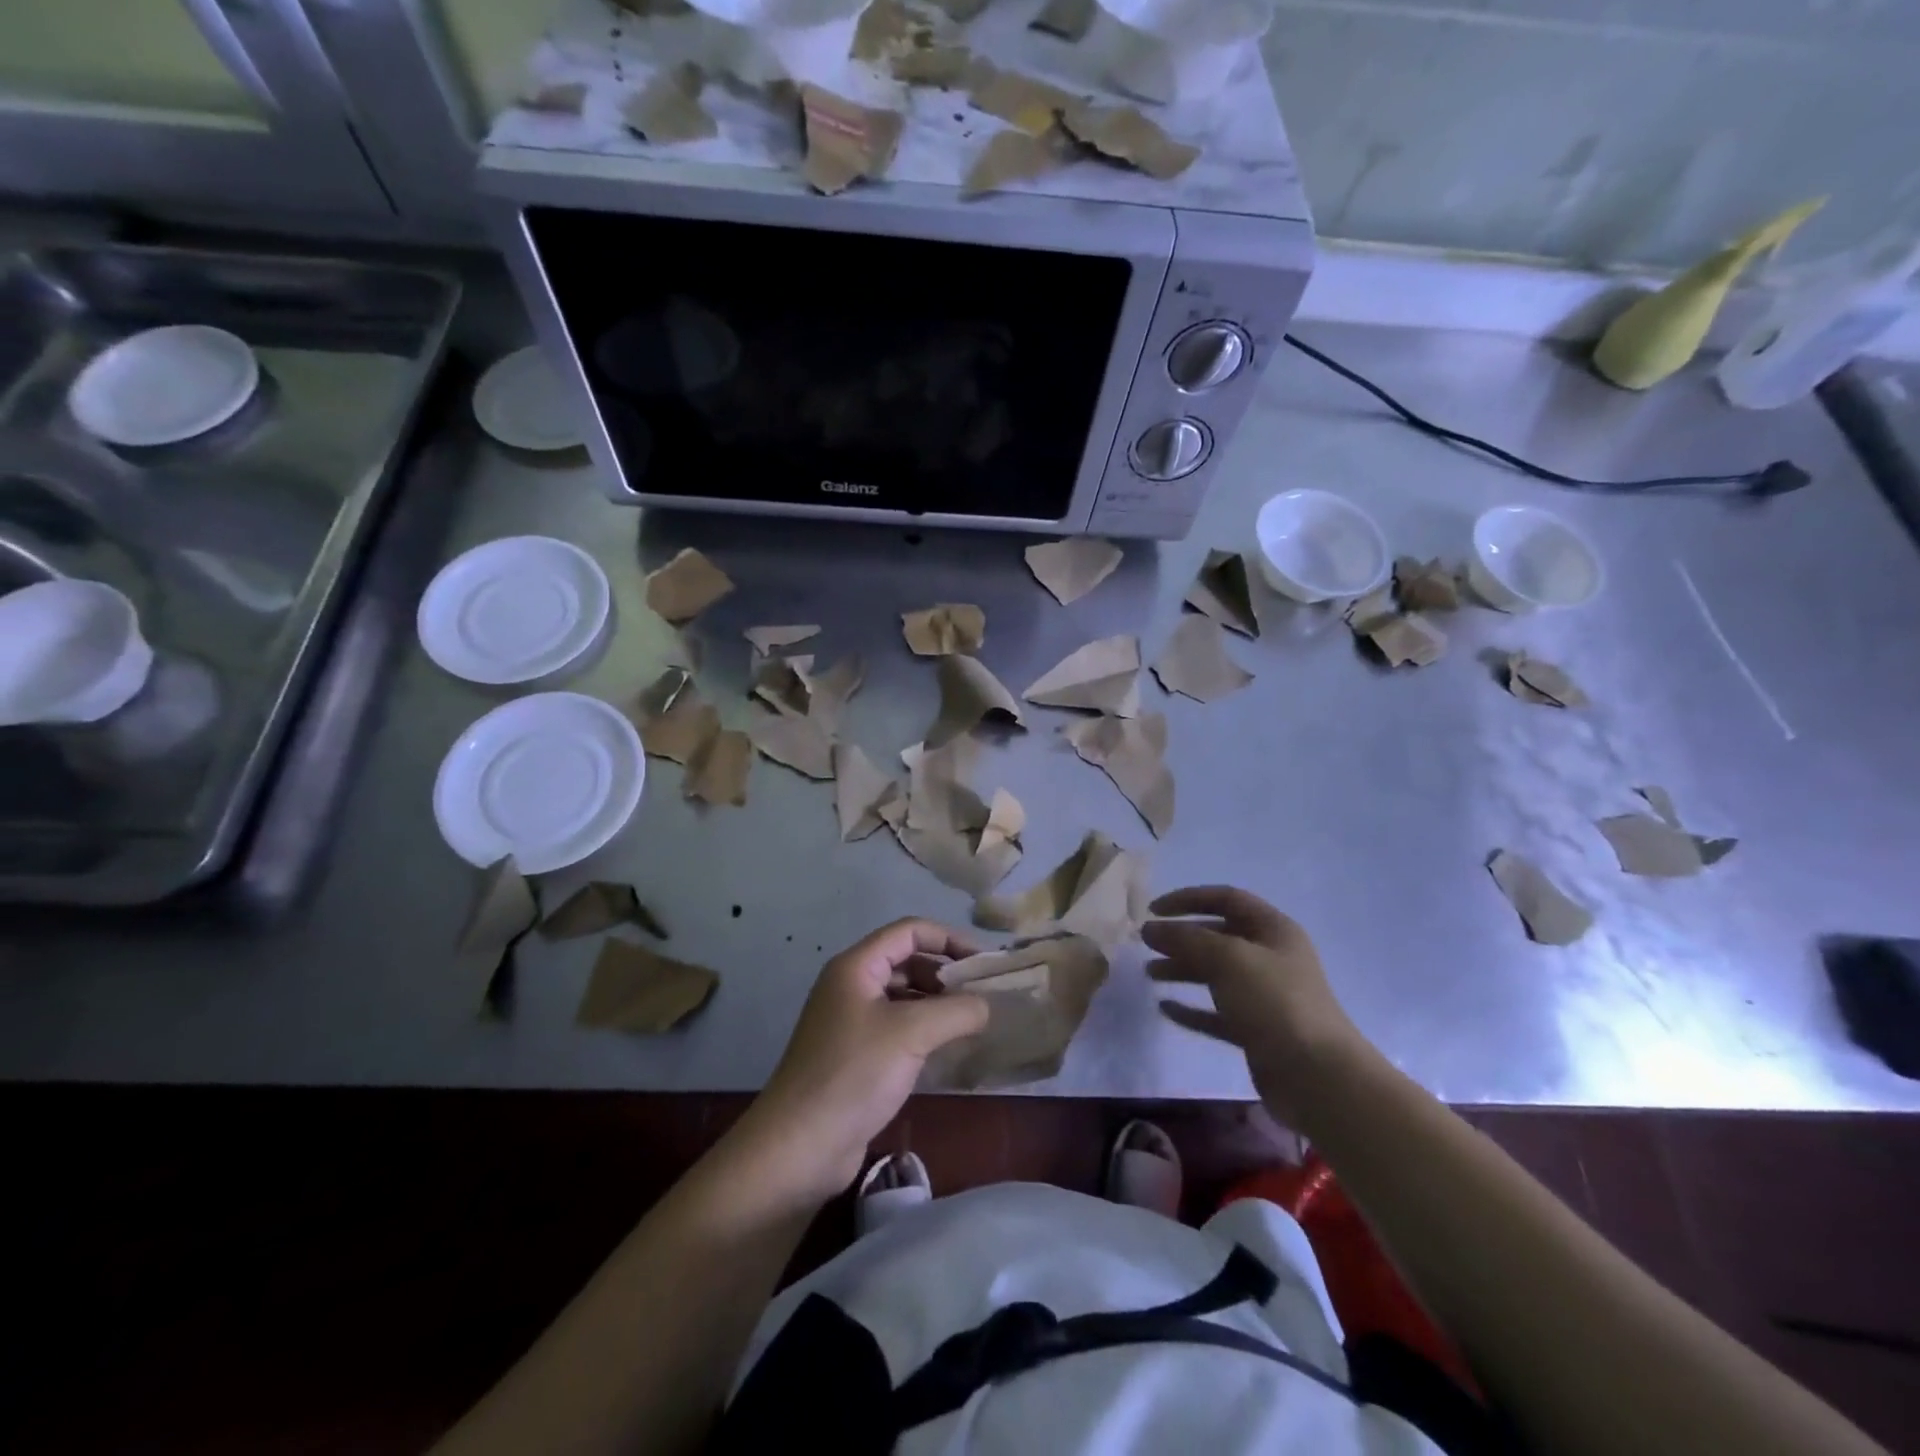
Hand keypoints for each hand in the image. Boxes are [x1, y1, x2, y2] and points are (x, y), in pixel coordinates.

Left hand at [735, 920, 988, 1202]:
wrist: (800, 1145)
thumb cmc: (854, 1074)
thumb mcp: (912, 1033)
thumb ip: (956, 1011)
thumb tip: (986, 1005)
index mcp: (857, 966)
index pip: (909, 931)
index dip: (948, 939)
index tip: (983, 963)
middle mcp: (852, 986)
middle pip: (907, 961)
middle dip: (945, 973)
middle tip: (982, 996)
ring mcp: (852, 1021)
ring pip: (904, 996)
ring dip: (937, 1003)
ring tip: (973, 1022)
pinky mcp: (856, 1055)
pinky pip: (898, 1028)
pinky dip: (925, 1031)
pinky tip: (949, 1048)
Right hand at [1142, 886, 1373, 1126]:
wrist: (1318, 1077)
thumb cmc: (1274, 1002)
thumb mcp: (1228, 959)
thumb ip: (1186, 939)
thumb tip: (1150, 928)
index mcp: (1273, 930)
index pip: (1225, 899)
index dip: (1188, 899)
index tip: (1153, 910)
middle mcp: (1271, 958)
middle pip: (1219, 937)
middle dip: (1181, 937)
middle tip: (1146, 944)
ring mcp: (1265, 997)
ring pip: (1216, 974)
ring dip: (1182, 969)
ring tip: (1150, 974)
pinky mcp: (1257, 1031)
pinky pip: (1217, 1012)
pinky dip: (1192, 1008)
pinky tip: (1165, 1008)